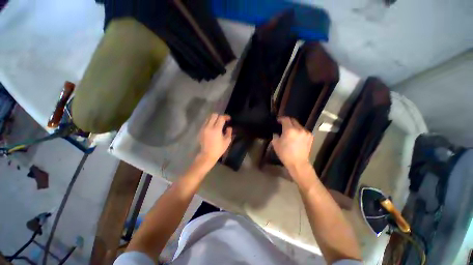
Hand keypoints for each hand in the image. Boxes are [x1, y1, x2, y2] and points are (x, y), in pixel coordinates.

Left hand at [198, 113, 232, 165]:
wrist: (207, 155)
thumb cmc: (218, 149)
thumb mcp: (227, 141)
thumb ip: (229, 132)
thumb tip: (229, 127)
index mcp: (216, 129)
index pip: (221, 118)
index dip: (226, 116)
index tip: (229, 119)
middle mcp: (209, 126)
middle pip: (213, 115)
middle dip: (219, 116)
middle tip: (223, 120)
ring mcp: (204, 128)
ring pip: (208, 118)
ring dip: (214, 118)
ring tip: (218, 123)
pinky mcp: (201, 130)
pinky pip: (206, 122)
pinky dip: (210, 122)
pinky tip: (213, 128)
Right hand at [271, 117, 312, 169]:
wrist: (298, 163)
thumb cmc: (285, 154)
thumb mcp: (276, 144)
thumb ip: (275, 135)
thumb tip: (277, 132)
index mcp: (289, 130)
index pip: (286, 119)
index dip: (281, 119)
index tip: (278, 121)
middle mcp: (299, 129)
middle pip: (293, 120)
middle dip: (287, 121)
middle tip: (283, 125)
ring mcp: (306, 132)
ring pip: (298, 125)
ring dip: (293, 126)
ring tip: (290, 131)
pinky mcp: (310, 136)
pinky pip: (303, 130)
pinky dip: (298, 131)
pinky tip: (296, 136)